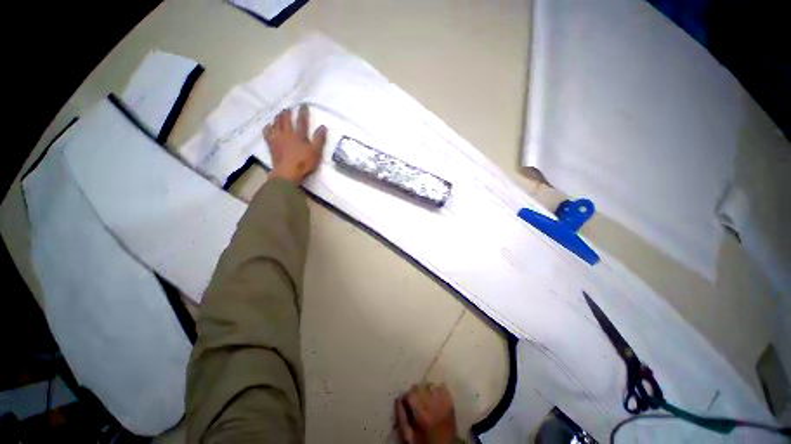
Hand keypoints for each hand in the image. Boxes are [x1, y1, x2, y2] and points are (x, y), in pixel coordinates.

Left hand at [264, 105, 327, 183]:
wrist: (287, 172)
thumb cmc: (303, 163)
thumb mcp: (316, 152)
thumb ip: (319, 139)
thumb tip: (323, 126)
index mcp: (299, 135)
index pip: (302, 121)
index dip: (303, 112)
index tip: (303, 105)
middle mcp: (287, 134)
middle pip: (286, 120)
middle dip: (287, 113)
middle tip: (288, 108)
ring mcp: (277, 139)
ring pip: (276, 124)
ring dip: (277, 118)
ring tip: (279, 114)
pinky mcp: (271, 145)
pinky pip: (267, 133)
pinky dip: (268, 128)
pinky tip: (268, 126)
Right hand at [396, 383, 459, 443]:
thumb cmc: (425, 443)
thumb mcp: (409, 436)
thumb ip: (402, 418)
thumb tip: (398, 399)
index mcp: (422, 415)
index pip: (411, 394)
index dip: (406, 397)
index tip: (406, 404)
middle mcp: (433, 405)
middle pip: (420, 387)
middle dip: (415, 392)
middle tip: (415, 402)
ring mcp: (444, 402)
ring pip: (430, 385)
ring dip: (426, 390)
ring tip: (426, 400)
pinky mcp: (451, 401)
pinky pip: (443, 386)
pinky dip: (438, 389)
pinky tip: (435, 397)